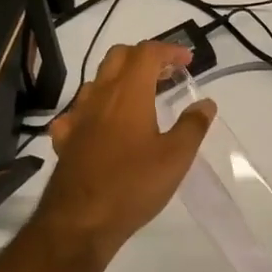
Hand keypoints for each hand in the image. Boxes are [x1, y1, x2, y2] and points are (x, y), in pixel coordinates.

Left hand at [38, 41, 214, 258]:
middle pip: (118, 58)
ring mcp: (77, 117)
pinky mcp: (65, 140)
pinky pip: (80, 111)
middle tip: (167, 74)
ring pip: (97, 81)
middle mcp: (99, 96)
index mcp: (128, 93)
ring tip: (142, 97)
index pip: (147, 53)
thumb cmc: (134, 185)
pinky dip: (97, 108)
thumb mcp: (176, 157)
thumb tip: (206, 103)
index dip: (169, 50)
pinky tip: (104, 125)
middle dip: (144, 57)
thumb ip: (193, 126)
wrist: (81, 221)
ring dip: (121, 79)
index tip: (188, 61)